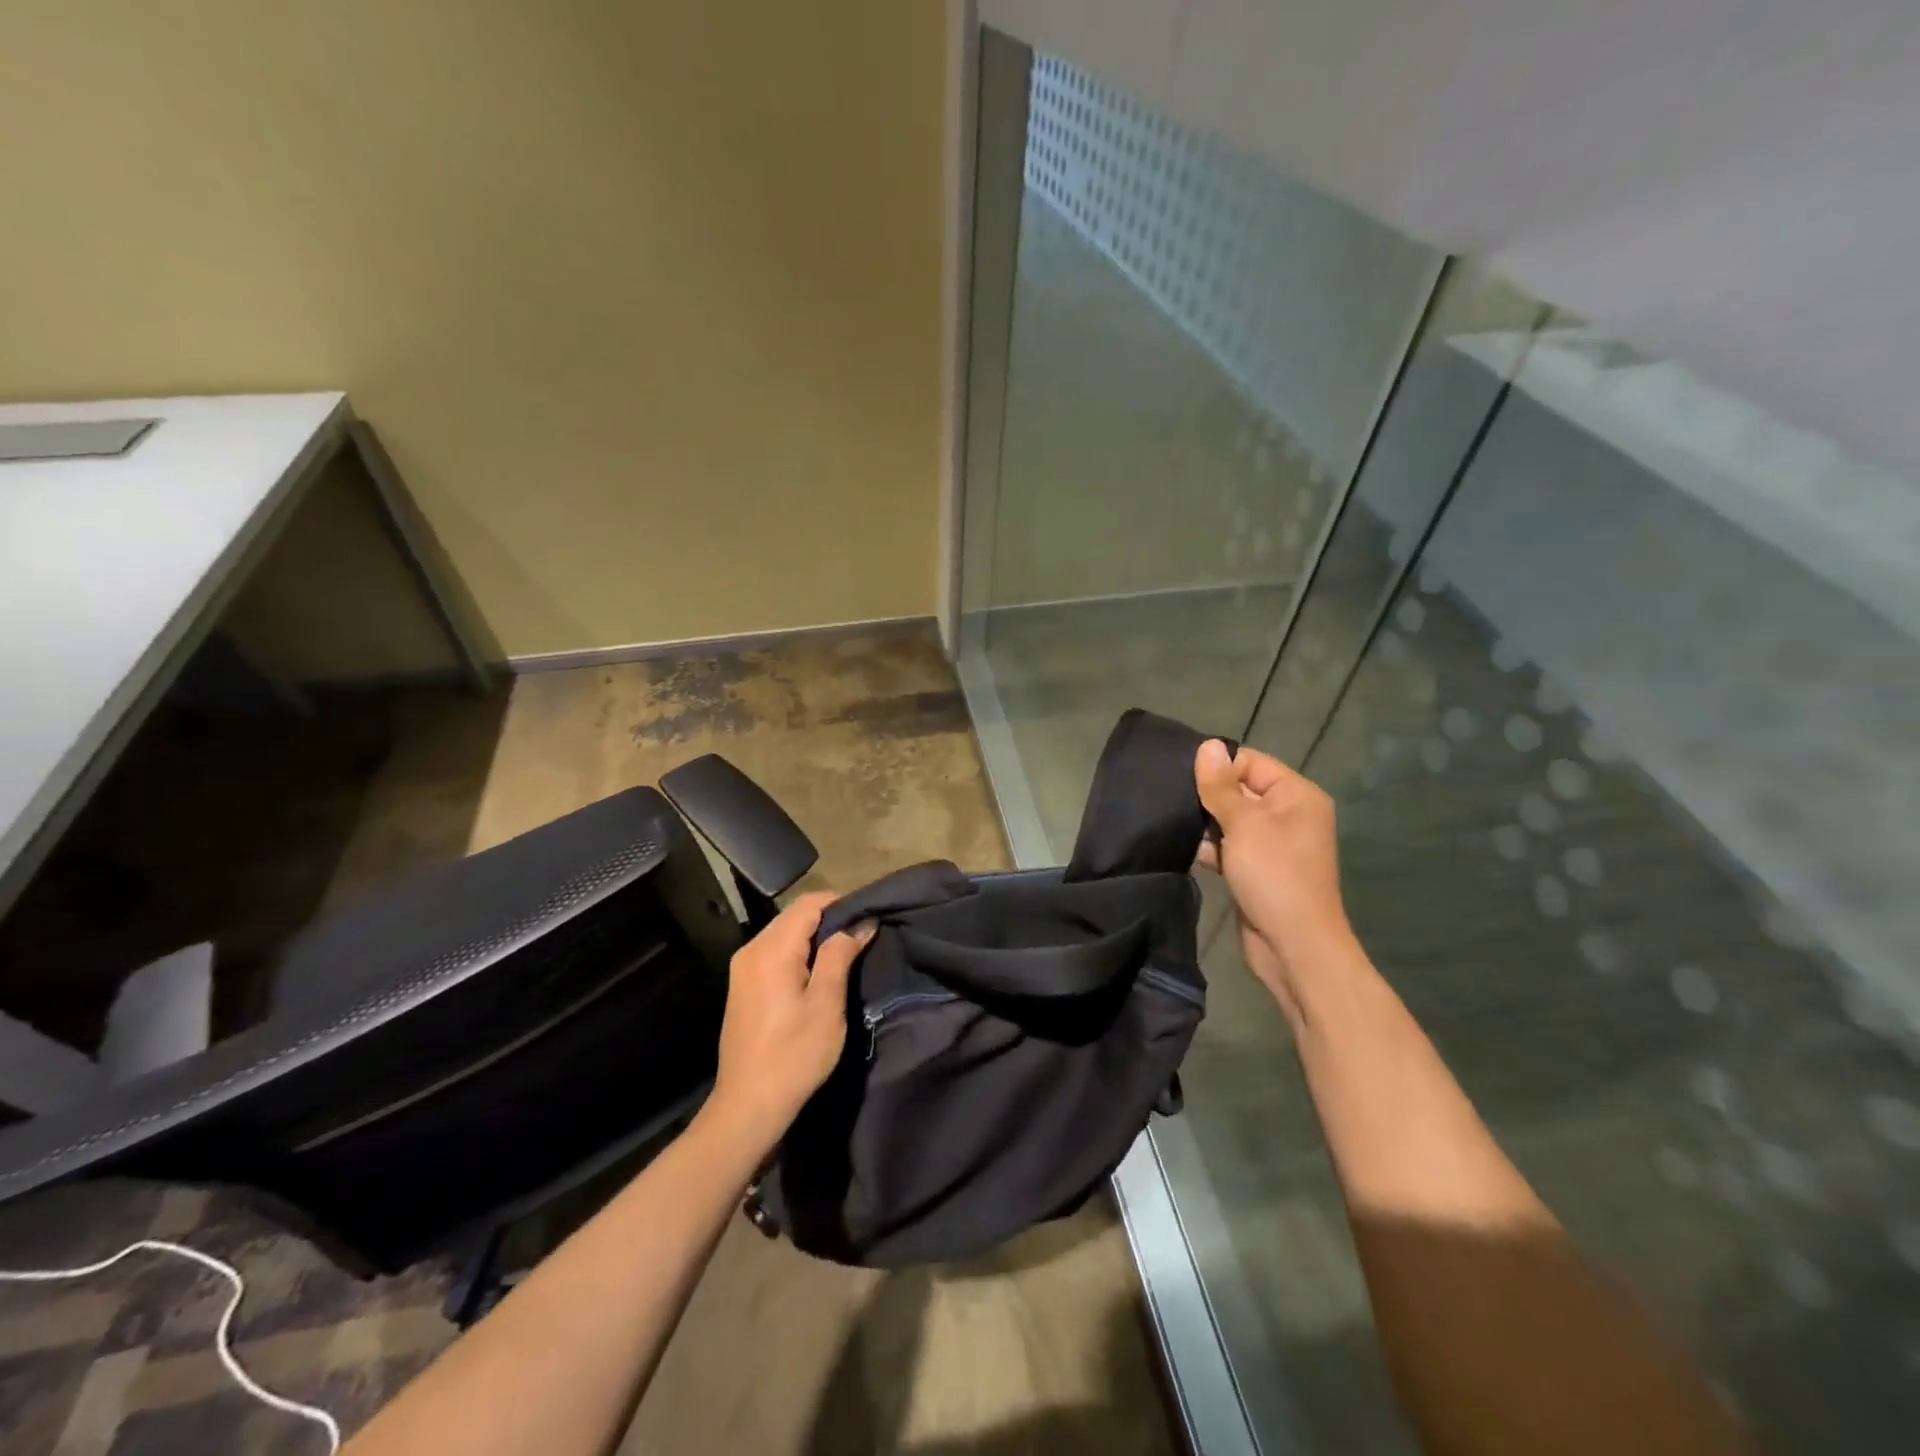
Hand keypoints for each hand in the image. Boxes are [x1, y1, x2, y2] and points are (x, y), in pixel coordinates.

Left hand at [709, 891, 874, 1148]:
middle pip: (794, 915)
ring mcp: (743, 968)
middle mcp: (752, 949)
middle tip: (862, 936)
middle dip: (829, 919)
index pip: (809, 903)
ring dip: (814, 937)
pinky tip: (818, 972)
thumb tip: (860, 923)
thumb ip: (841, 954)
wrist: (748, 1105)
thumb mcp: (827, 1003)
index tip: (868, 917)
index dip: (841, 903)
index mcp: (771, 949)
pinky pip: (774, 951)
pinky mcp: (742, 985)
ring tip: (845, 954)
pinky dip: (798, 952)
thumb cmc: (795, 1054)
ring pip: (784, 933)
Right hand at [1195, 740, 1352, 1022]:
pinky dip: (1208, 847)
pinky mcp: (1255, 870)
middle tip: (1166, 796)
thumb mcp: (1244, 824)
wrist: (1294, 947)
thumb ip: (1220, 786)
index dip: (1216, 767)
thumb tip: (1207, 745)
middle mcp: (1287, 815)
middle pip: (1238, 790)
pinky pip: (1228, 847)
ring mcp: (1271, 845)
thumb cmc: (1274, 876)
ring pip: (1229, 821)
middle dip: (1205, 795)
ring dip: (1203, 823)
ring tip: (1167, 820)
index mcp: (1296, 796)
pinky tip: (1179, 845)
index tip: (1178, 774)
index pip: (1250, 763)